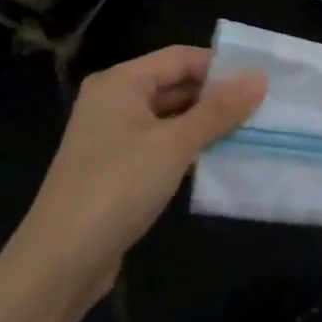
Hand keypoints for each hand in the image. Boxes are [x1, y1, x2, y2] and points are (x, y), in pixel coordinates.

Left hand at [12, 46, 265, 307]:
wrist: (59, 263)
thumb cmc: (118, 187)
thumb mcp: (175, 144)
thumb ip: (219, 110)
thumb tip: (260, 79)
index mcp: (120, 83)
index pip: (180, 58)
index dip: (220, 66)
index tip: (260, 81)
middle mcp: (113, 102)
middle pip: (174, 85)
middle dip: (216, 96)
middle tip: (262, 107)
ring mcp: (112, 138)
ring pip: (170, 118)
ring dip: (206, 124)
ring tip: (250, 131)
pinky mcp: (116, 170)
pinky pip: (161, 145)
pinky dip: (188, 148)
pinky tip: (218, 159)